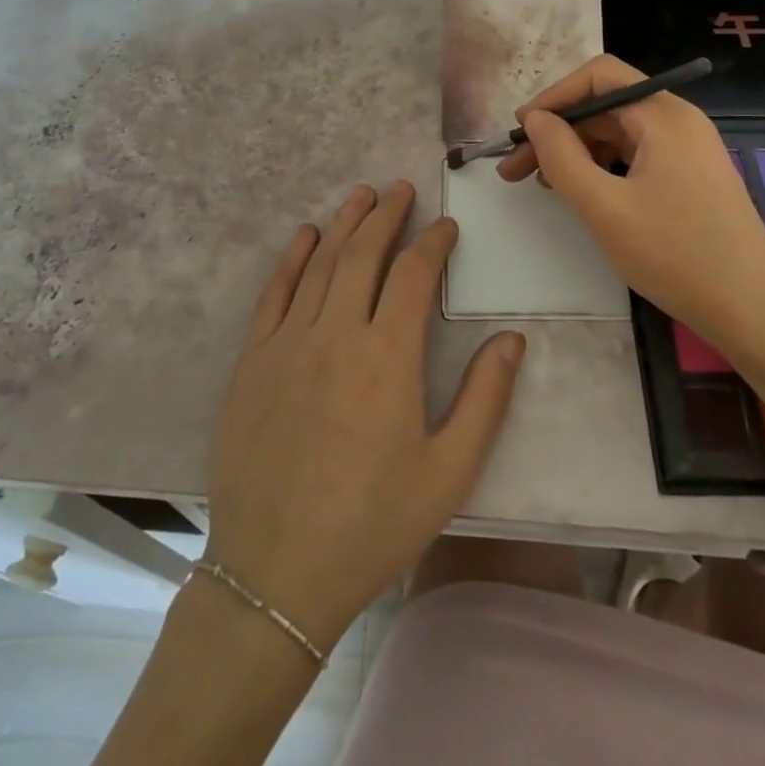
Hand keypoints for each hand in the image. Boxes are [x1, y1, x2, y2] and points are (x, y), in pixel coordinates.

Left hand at [204, 181, 526, 652]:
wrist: (275, 576)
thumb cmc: (372, 524)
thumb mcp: (448, 472)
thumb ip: (484, 399)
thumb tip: (512, 338)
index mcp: (387, 357)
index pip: (413, 274)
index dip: (432, 243)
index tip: (446, 226)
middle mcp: (336, 333)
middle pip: (364, 254)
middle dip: (386, 215)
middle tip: (400, 190)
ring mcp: (288, 343)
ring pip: (321, 264)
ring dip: (344, 224)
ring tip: (361, 195)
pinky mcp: (252, 361)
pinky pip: (274, 294)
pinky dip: (292, 258)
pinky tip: (305, 236)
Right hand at [498, 55, 764, 344]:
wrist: (754, 310)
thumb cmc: (676, 255)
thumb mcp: (604, 207)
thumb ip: (561, 157)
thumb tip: (536, 119)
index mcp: (663, 115)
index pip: (599, 76)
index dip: (554, 96)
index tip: (520, 130)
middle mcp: (678, 121)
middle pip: (606, 104)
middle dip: (558, 130)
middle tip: (515, 167)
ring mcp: (687, 149)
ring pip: (618, 132)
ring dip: (576, 150)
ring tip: (541, 183)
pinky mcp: (690, 176)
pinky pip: (635, 155)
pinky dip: (601, 166)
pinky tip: (580, 192)